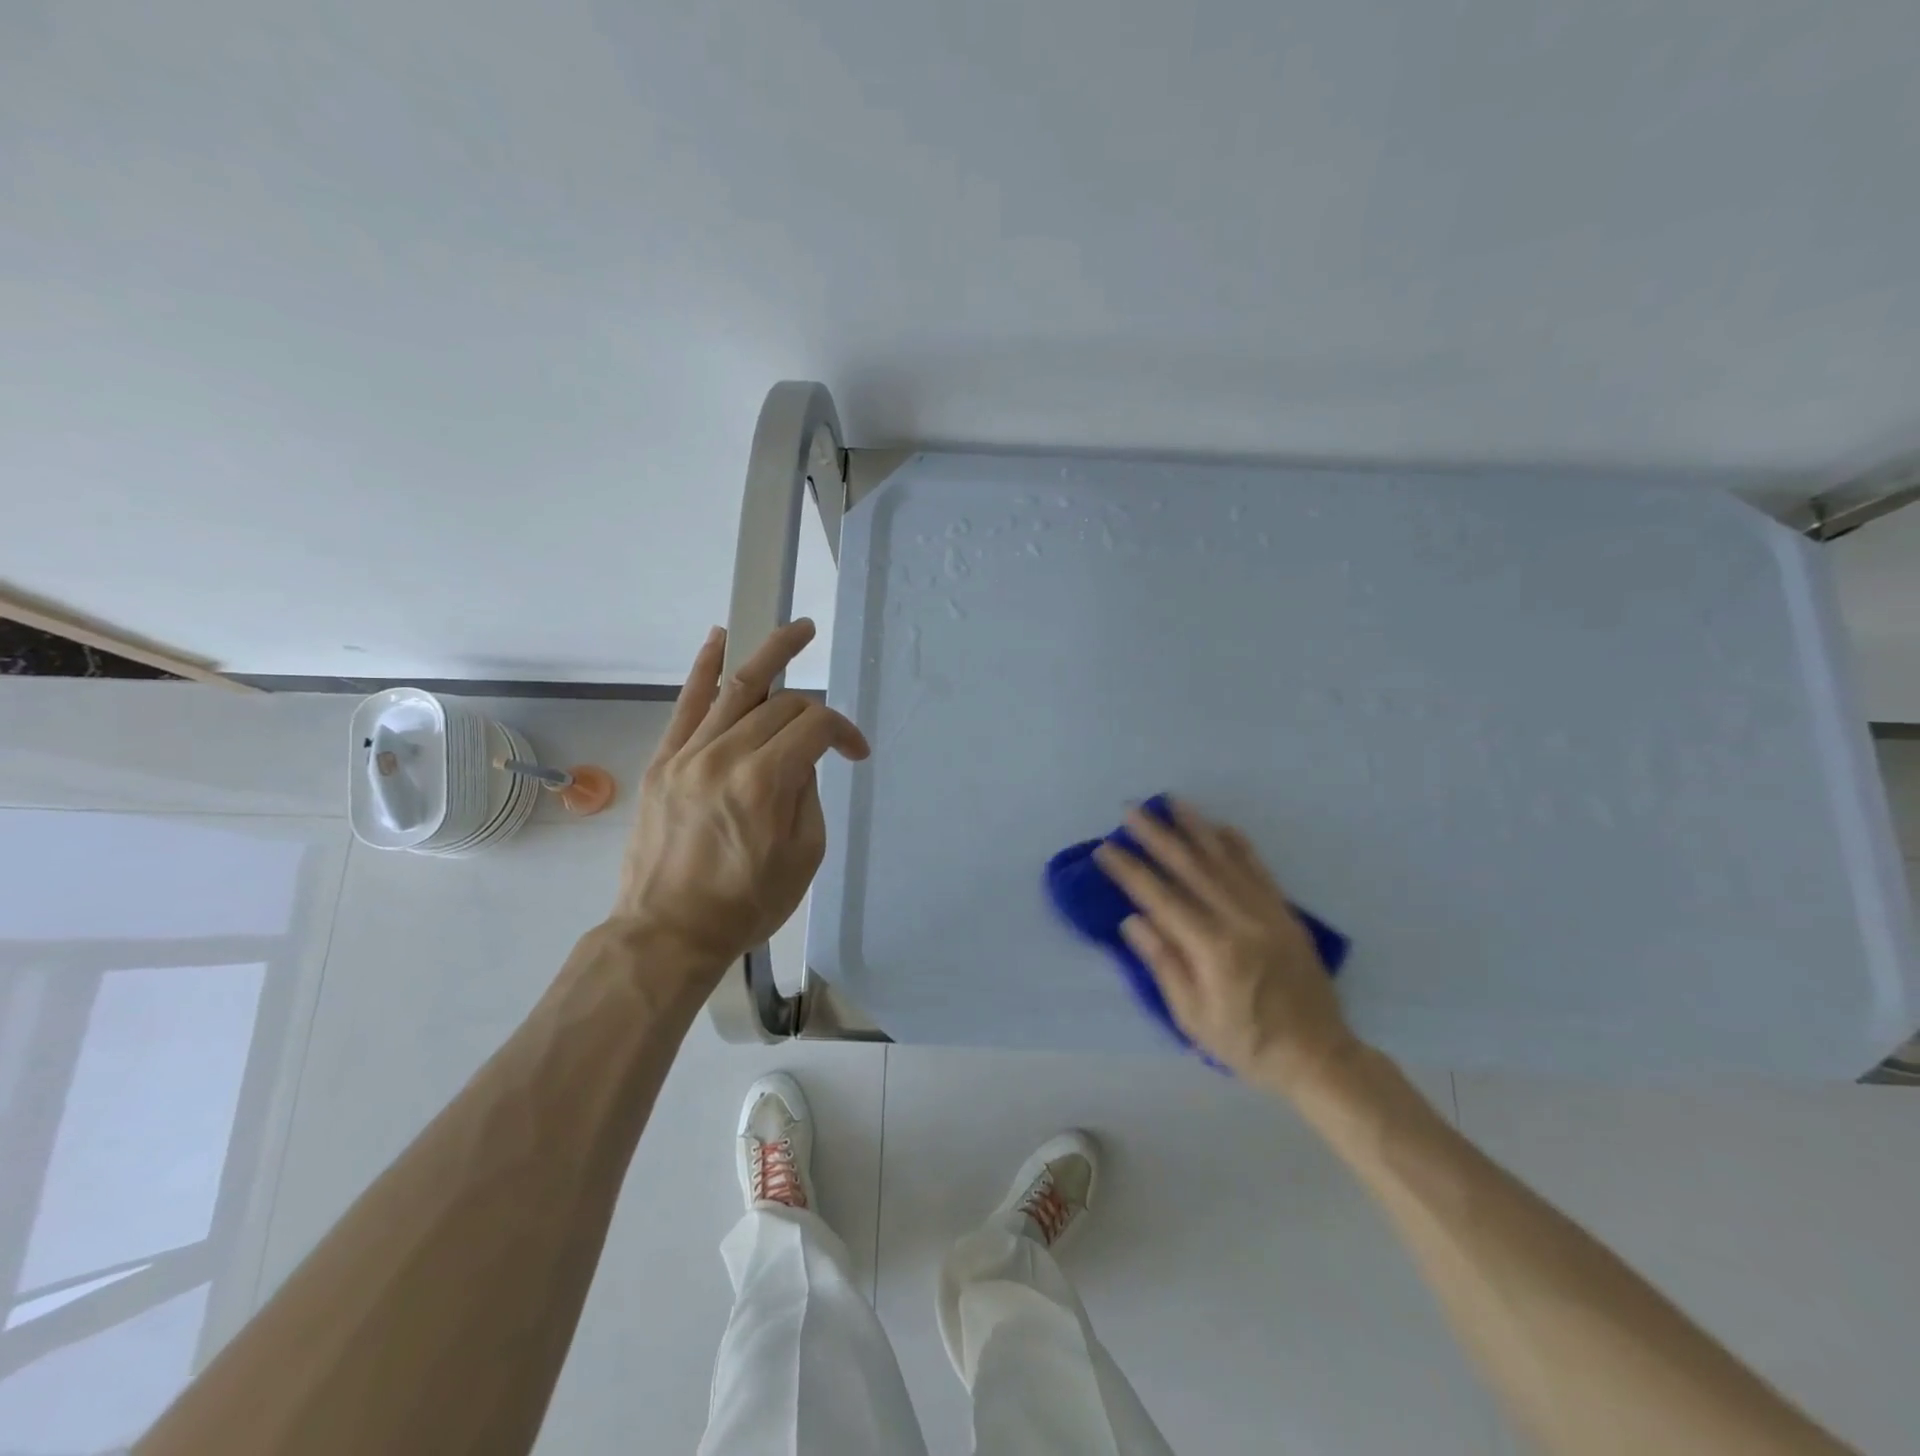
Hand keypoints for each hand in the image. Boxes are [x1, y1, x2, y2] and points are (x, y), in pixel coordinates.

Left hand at [613, 619, 869, 980]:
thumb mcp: (804, 856)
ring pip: (736, 688)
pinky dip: (704, 668)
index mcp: (765, 782)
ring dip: (771, 652)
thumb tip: (802, 758)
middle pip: (781, 705)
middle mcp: (726, 755)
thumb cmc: (747, 903)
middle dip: (813, 710)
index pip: (815, 727)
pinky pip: (686, 704)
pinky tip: (721, 639)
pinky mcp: (664, 761)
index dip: (844, 733)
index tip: (856, 754)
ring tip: (798, 629)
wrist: (669, 931)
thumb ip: (809, 794)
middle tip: (828, 729)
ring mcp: (689, 754)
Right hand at [1094, 799, 1356, 1094]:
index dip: (1131, 871)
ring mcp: (1267, 912)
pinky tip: (1220, 827)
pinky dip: (1238, 845)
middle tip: (1131, 810)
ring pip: (1225, 859)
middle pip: (1191, 867)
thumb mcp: (1194, 1017)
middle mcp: (1240, 921)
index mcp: (1213, 950)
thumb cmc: (1247, 1044)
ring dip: (1195, 828)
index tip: (1106, 849)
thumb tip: (1134, 920)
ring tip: (1171, 802)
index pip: (1162, 898)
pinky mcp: (1285, 913)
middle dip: (1157, 836)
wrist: (1319, 1056)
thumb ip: (1164, 964)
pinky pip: (1259, 869)